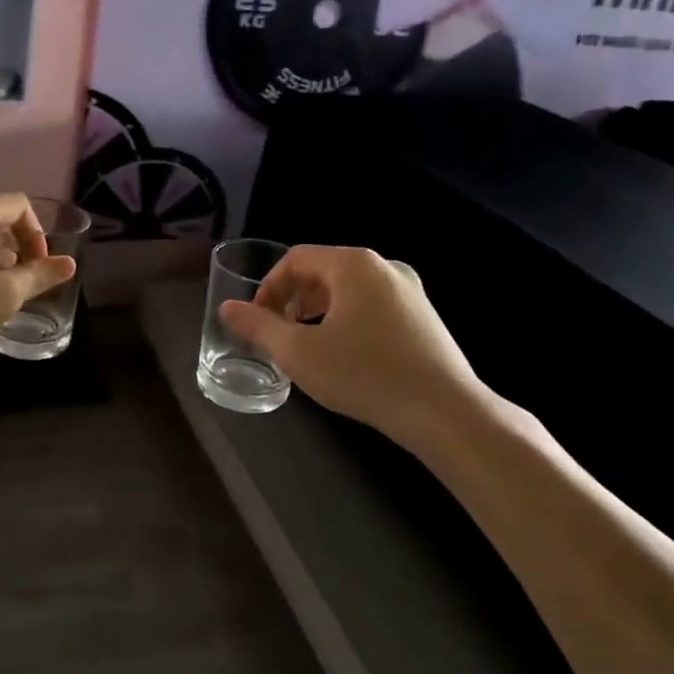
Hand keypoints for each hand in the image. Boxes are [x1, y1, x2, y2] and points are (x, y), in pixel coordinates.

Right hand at [219, 245, 491, 445]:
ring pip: (348, 290)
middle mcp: (383, 266)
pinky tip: (345, 356)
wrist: (446, 414)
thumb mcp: (299, 353)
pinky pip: (372, 305)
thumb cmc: (365, 375)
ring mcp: (409, 290)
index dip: (268, 287)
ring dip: (318, 311)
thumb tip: (227, 308)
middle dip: (292, 300)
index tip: (257, 321)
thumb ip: (258, 327)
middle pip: (322, 271)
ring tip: (306, 346)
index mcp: (353, 264)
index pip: (296, 259)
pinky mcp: (424, 316)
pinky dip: (347, 320)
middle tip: (278, 334)